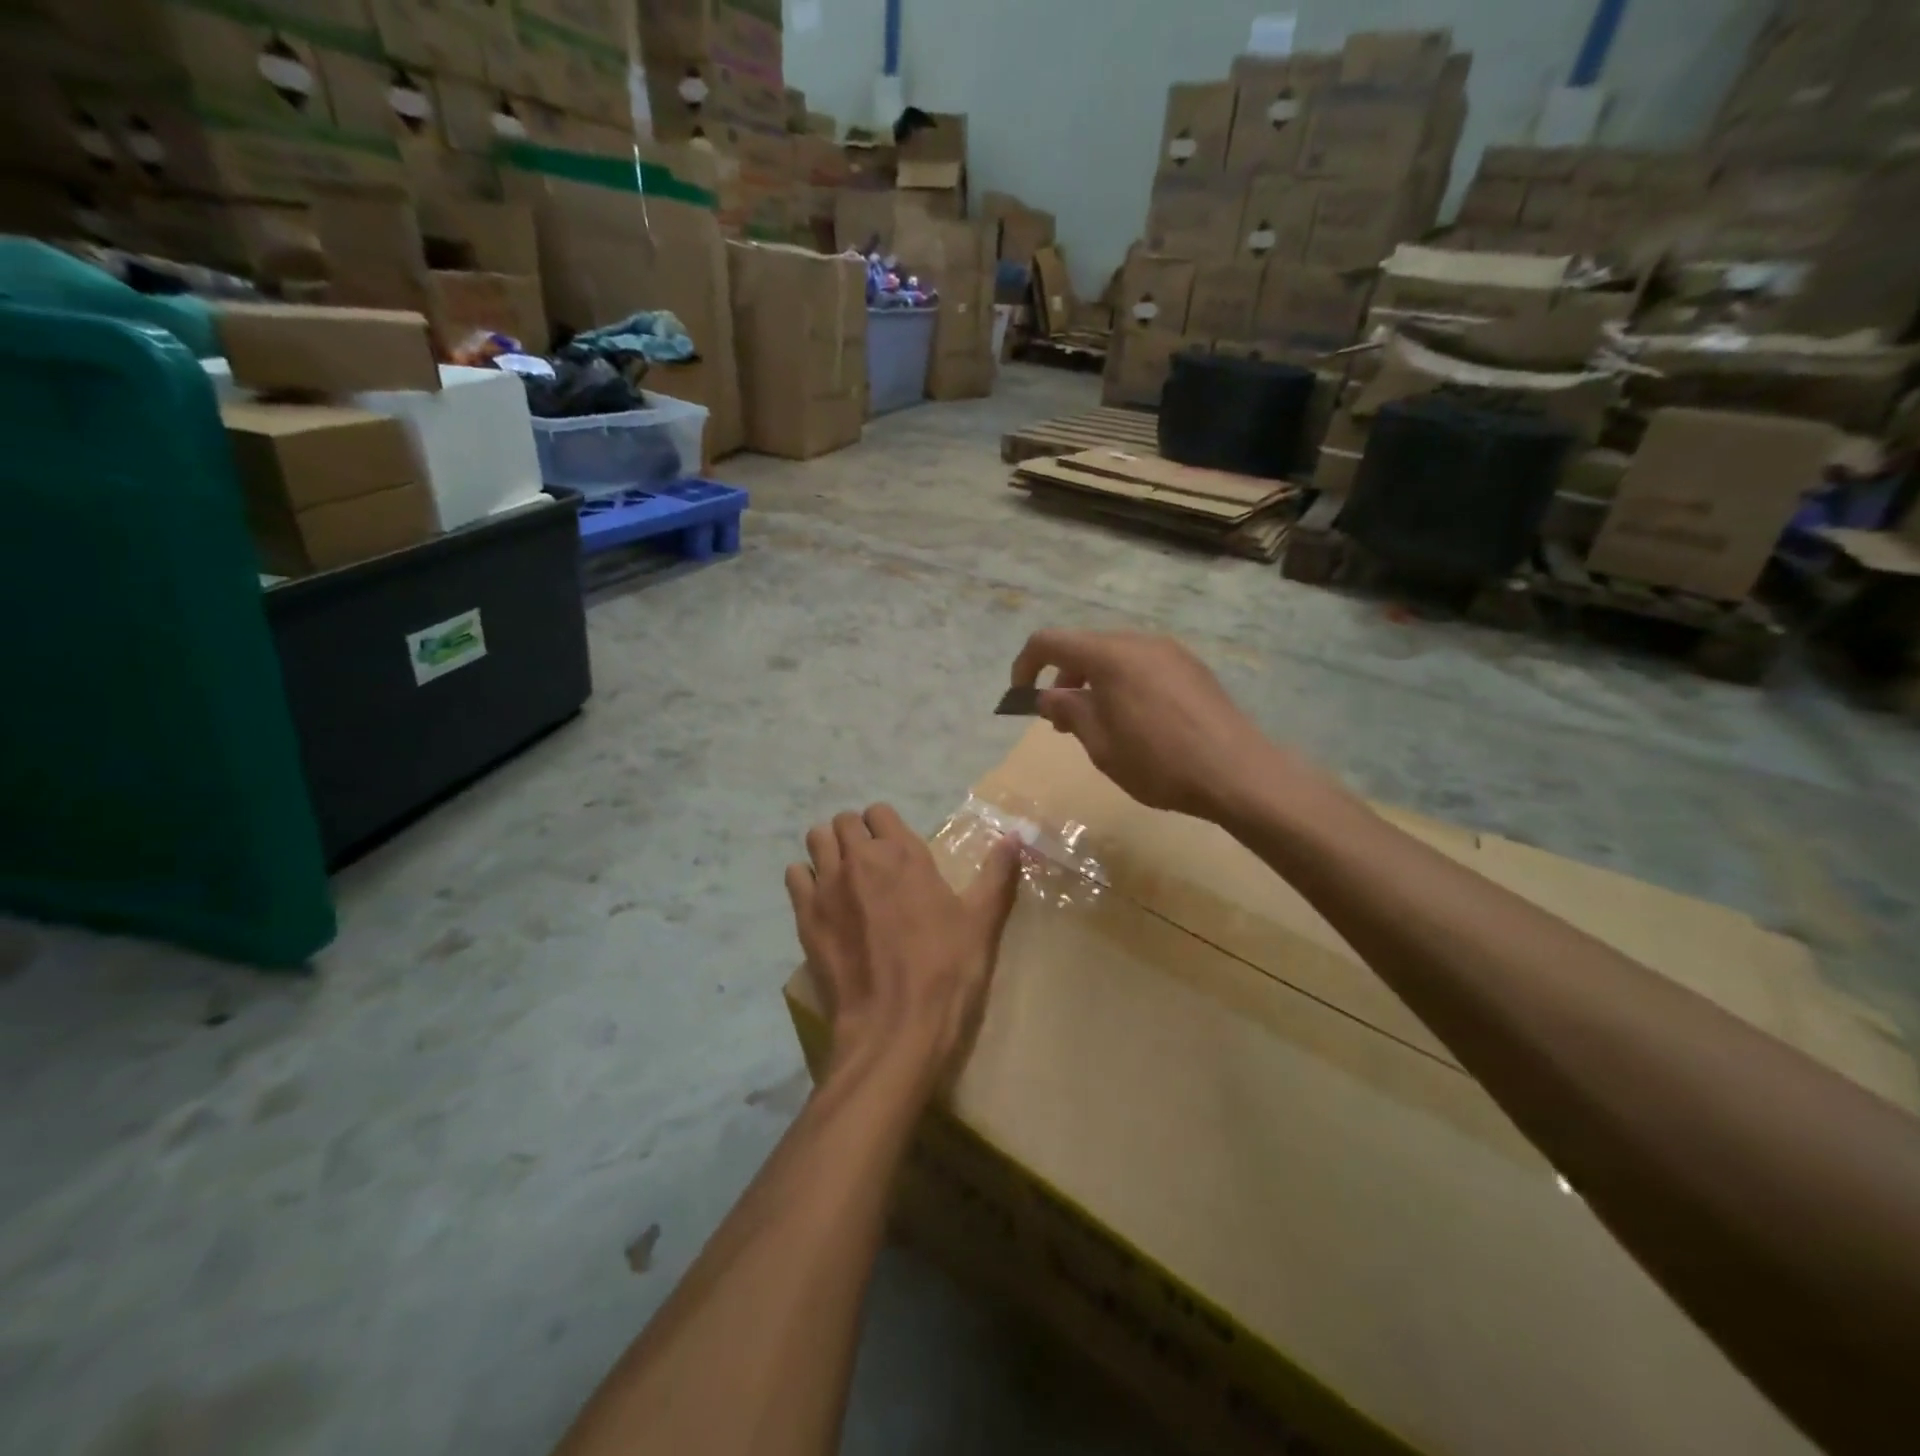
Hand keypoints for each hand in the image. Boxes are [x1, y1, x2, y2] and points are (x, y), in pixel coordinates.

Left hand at [787, 805, 1020, 1094]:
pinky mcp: (805, 916)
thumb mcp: (981, 922)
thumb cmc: (946, 972)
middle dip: (856, 835)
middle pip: (844, 822)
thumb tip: (1016, 837)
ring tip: (845, 878)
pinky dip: (806, 880)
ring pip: (816, 840)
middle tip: (872, 865)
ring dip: (829, 850)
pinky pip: (795, 876)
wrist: (895, 1029)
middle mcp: (860, 859)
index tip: (896, 849)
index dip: (886, 826)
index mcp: (903, 854)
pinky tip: (824, 903)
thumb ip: (997, 874)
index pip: (880, 812)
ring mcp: (828, 886)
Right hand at [1010, 630, 1280, 822]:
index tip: (1021, 698)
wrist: (1238, 773)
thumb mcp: (1100, 744)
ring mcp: (1170, 651)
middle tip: (1060, 721)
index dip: (1026, 665)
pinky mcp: (1192, 667)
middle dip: (1062, 678)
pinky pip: (1143, 665)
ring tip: (1097, 723)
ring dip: (1093, 682)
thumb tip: (1047, 696)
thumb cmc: (1159, 763)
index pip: (1049, 641)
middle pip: (1084, 646)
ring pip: (1115, 655)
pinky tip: (1135, 721)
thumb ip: (1068, 711)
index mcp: (1110, 655)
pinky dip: (1122, 683)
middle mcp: (1139, 641)